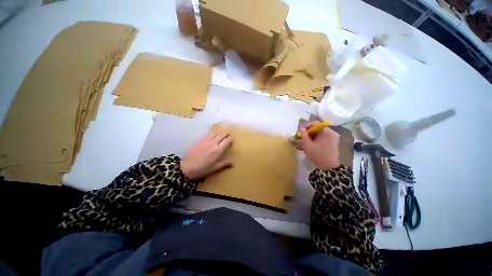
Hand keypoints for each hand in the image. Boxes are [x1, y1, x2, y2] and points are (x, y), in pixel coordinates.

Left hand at [180, 130, 232, 179]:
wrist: (187, 167)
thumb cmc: (202, 169)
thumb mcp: (214, 168)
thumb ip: (224, 164)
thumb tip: (232, 163)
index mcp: (218, 150)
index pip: (227, 141)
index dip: (230, 139)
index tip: (231, 139)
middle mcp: (213, 143)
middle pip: (221, 134)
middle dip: (226, 133)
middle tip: (228, 133)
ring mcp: (206, 140)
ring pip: (215, 132)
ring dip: (219, 131)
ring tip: (221, 132)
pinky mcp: (200, 140)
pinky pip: (208, 134)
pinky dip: (212, 133)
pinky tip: (212, 134)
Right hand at [299, 121, 339, 169]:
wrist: (329, 167)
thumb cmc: (317, 155)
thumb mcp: (308, 144)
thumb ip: (303, 134)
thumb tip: (300, 127)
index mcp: (326, 131)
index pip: (315, 123)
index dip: (306, 126)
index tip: (300, 131)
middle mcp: (332, 132)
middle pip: (318, 128)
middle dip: (309, 132)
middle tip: (302, 137)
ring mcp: (333, 137)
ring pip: (320, 133)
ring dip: (312, 136)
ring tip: (305, 141)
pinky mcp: (333, 142)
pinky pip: (323, 137)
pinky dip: (317, 139)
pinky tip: (311, 144)